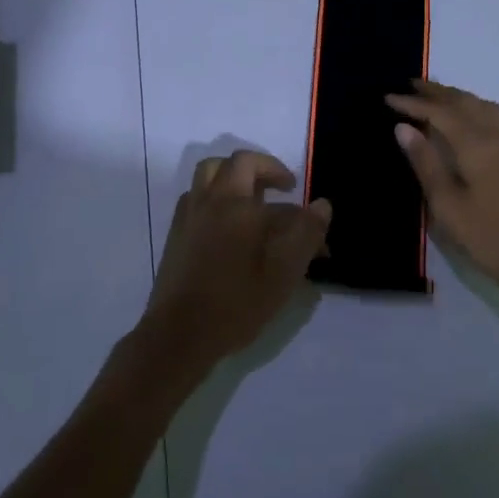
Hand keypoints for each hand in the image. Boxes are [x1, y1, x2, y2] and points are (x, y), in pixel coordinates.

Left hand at [136, 151, 330, 380]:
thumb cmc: (237, 302)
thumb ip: (306, 233)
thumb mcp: (284, 272)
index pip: (259, 169)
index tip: (296, 192)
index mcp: (236, 202)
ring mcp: (188, 216)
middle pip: (230, 164)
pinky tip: (226, 226)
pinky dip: (214, 198)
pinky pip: (196, 198)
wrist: (180, 333)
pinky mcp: (175, 235)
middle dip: (257, 169)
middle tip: (276, 189)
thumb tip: (322, 204)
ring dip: (231, 178)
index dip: (279, 172)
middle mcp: (209, 200)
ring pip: (208, 176)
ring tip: (251, 201)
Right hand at [386, 79, 498, 298]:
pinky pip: (496, 117)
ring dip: (458, 96)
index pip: (439, 113)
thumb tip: (403, 126)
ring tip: (437, 96)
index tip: (388, 97)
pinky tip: (470, 119)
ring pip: (483, 106)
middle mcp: (497, 136)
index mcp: (476, 144)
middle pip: (463, 102)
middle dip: (435, 92)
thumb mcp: (445, 203)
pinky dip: (476, 107)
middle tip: (409, 85)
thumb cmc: (485, 235)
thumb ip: (424, 161)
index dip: (412, 103)